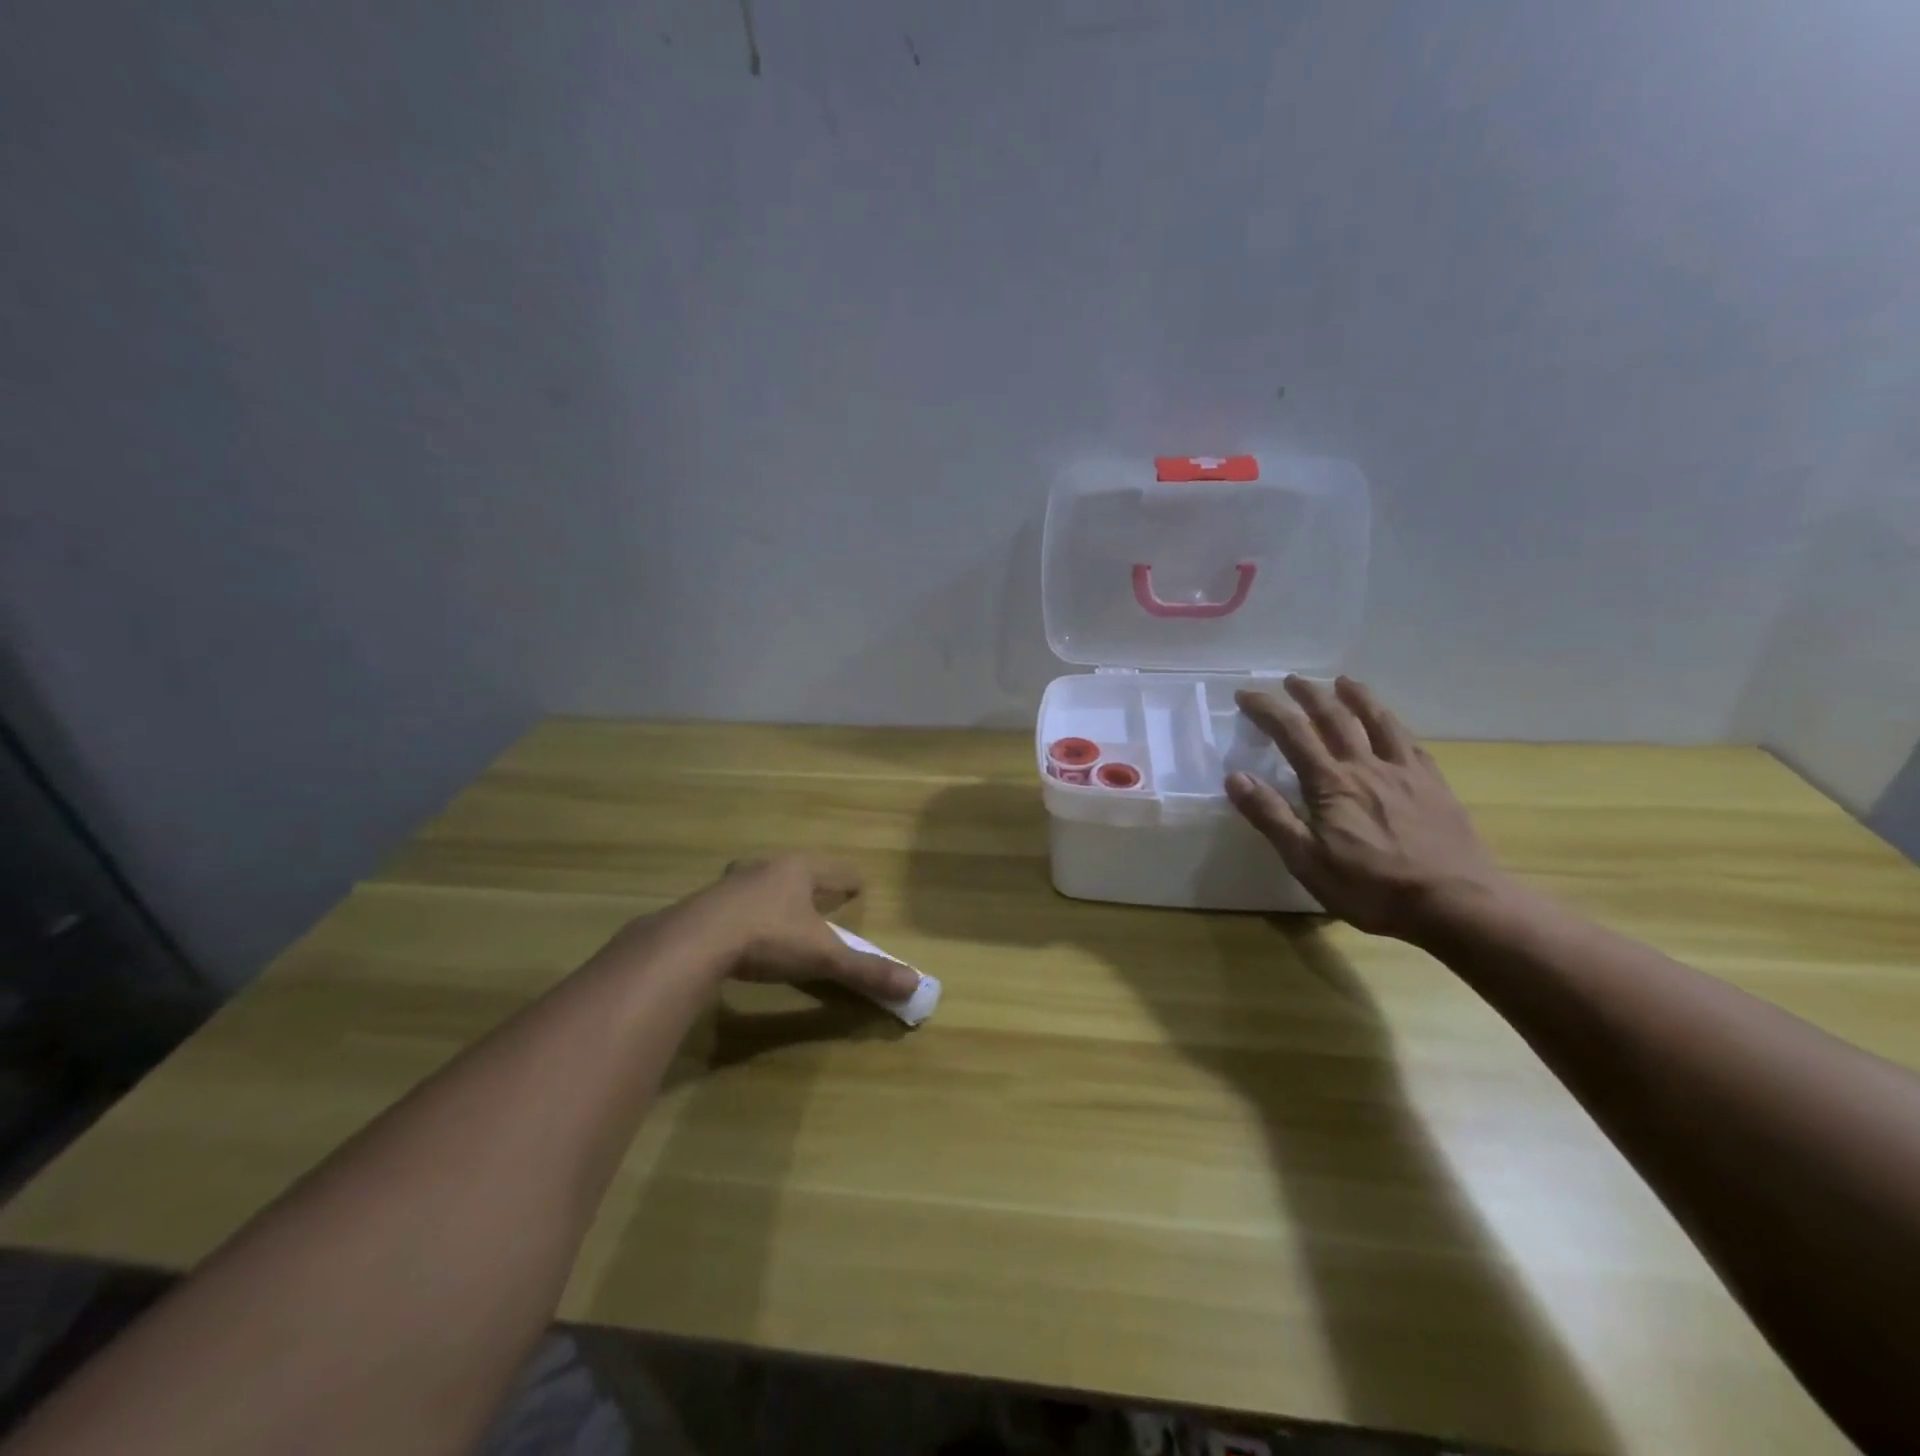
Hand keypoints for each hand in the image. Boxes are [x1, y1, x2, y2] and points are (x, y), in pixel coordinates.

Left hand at [684, 856, 918, 1000]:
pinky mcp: (704, 903)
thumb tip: (915, 985)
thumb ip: (865, 970)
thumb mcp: (823, 957)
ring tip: (782, 908)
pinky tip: (742, 927)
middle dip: (809, 882)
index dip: (849, 882)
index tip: (858, 887)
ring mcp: (731, 883)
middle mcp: (766, 867)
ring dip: (774, 893)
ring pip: (761, 882)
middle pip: (796, 870)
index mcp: (799, 870)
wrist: (695, 942)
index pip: (835, 871)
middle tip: (821, 895)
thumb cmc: (769, 937)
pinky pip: (733, 902)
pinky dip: (745, 911)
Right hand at [1223, 676, 1512, 940]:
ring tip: (1343, 682)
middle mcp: (1366, 767)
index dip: (1267, 710)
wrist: (1458, 904)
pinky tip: (1392, 724)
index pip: (1292, 734)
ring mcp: (1405, 773)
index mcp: (1331, 784)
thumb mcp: (1307, 861)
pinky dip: (1394, 724)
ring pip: (1377, 721)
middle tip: (1292, 679)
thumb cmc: (1372, 888)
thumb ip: (1271, 816)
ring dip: (1356, 697)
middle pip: (1334, 718)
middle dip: (1309, 695)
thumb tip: (1235, 777)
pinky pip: (1410, 742)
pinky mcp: (1434, 785)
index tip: (1246, 694)